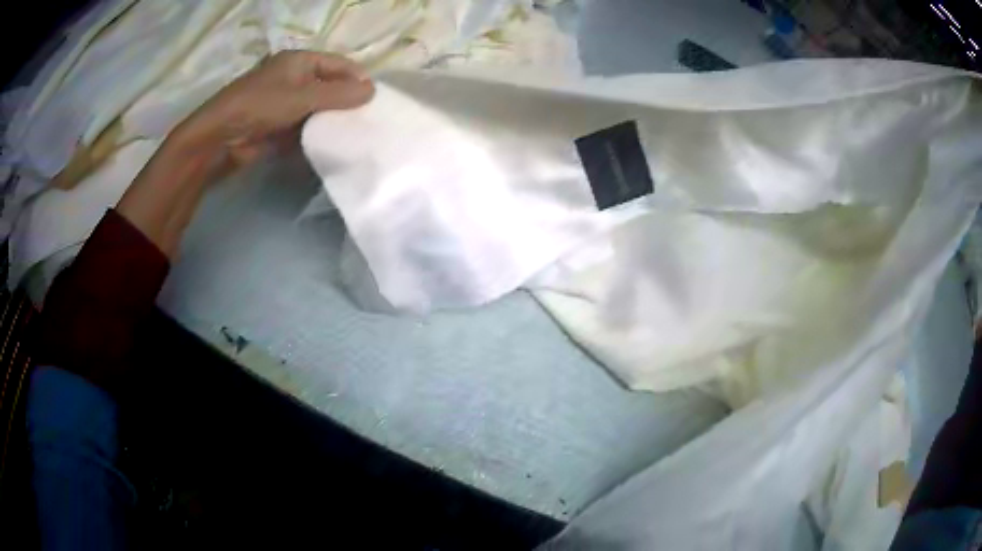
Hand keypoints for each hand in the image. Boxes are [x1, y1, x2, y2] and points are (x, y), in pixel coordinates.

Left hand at [175, 50, 374, 170]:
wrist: (219, 140)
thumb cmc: (260, 106)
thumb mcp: (302, 96)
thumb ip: (338, 94)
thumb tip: (372, 91)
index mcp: (299, 61)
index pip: (338, 64)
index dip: (357, 78)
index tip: (375, 98)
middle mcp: (293, 78)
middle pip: (329, 86)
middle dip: (347, 101)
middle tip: (368, 118)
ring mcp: (284, 104)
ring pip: (317, 109)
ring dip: (332, 120)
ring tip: (356, 133)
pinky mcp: (278, 127)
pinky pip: (304, 128)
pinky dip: (317, 135)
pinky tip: (332, 145)